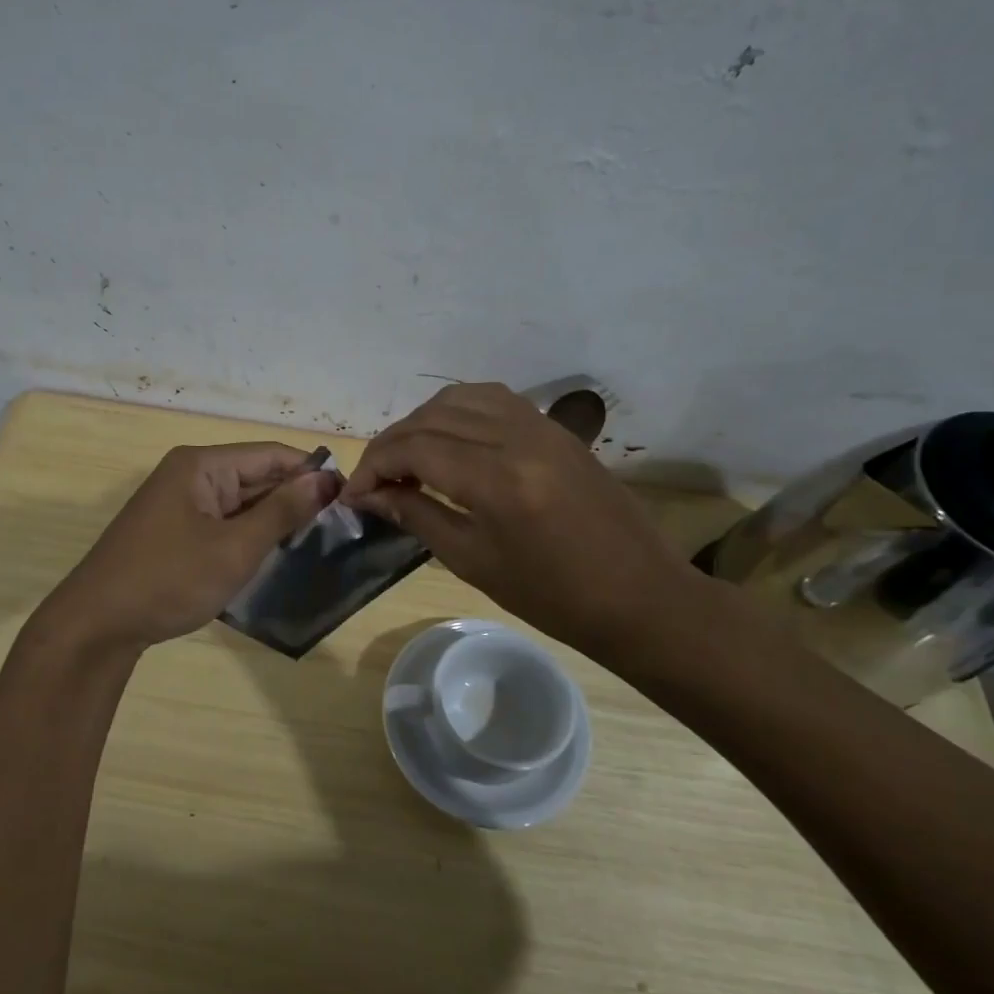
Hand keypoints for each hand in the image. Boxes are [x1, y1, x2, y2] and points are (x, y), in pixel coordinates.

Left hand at [43, 442, 336, 651]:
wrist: (97, 625)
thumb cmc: (169, 580)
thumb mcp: (235, 548)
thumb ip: (282, 511)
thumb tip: (325, 480)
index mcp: (201, 465)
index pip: (270, 454)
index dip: (311, 471)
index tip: (348, 496)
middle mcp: (189, 474)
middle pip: (254, 475)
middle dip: (294, 496)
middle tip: (339, 524)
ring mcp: (178, 503)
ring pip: (239, 501)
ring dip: (272, 518)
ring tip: (316, 540)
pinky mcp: (173, 530)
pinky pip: (222, 521)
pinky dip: (248, 534)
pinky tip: (274, 552)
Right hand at [343, 383, 707, 665]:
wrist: (640, 595)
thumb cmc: (553, 595)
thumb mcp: (473, 561)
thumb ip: (417, 516)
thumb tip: (370, 496)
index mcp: (496, 478)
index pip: (413, 448)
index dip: (373, 467)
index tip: (353, 495)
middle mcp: (516, 436)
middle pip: (431, 418)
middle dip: (390, 445)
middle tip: (373, 481)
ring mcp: (540, 425)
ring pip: (459, 398)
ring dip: (421, 422)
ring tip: (406, 459)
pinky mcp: (554, 428)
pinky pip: (492, 399)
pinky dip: (457, 411)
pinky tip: (447, 440)